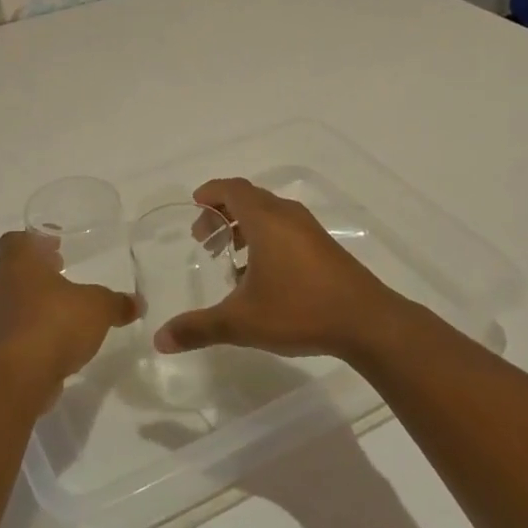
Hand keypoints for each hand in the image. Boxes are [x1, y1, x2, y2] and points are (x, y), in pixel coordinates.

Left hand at [0, 230, 136, 383]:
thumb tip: (137, 303)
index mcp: (19, 264)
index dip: (34, 240)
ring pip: (13, 300)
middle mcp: (0, 286)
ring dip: (35, 301)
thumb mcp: (98, 308)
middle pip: (14, 269)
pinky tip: (57, 339)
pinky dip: (33, 329)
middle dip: (39, 270)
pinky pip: (16, 329)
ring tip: (64, 308)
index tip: (55, 246)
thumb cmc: (55, 323)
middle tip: (63, 272)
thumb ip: (116, 303)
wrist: (20, 377)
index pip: (14, 240)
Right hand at [152, 178, 400, 360]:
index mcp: (266, 220)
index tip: (194, 206)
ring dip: (244, 227)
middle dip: (222, 213)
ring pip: (268, 214)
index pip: (232, 188)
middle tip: (203, 239)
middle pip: (249, 198)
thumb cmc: (300, 310)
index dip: (210, 192)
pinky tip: (259, 275)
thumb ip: (199, 328)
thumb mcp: (242, 322)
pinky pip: (285, 228)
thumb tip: (160, 339)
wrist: (367, 322)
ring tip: (228, 257)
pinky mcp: (324, 247)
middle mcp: (287, 216)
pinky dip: (264, 238)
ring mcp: (309, 230)